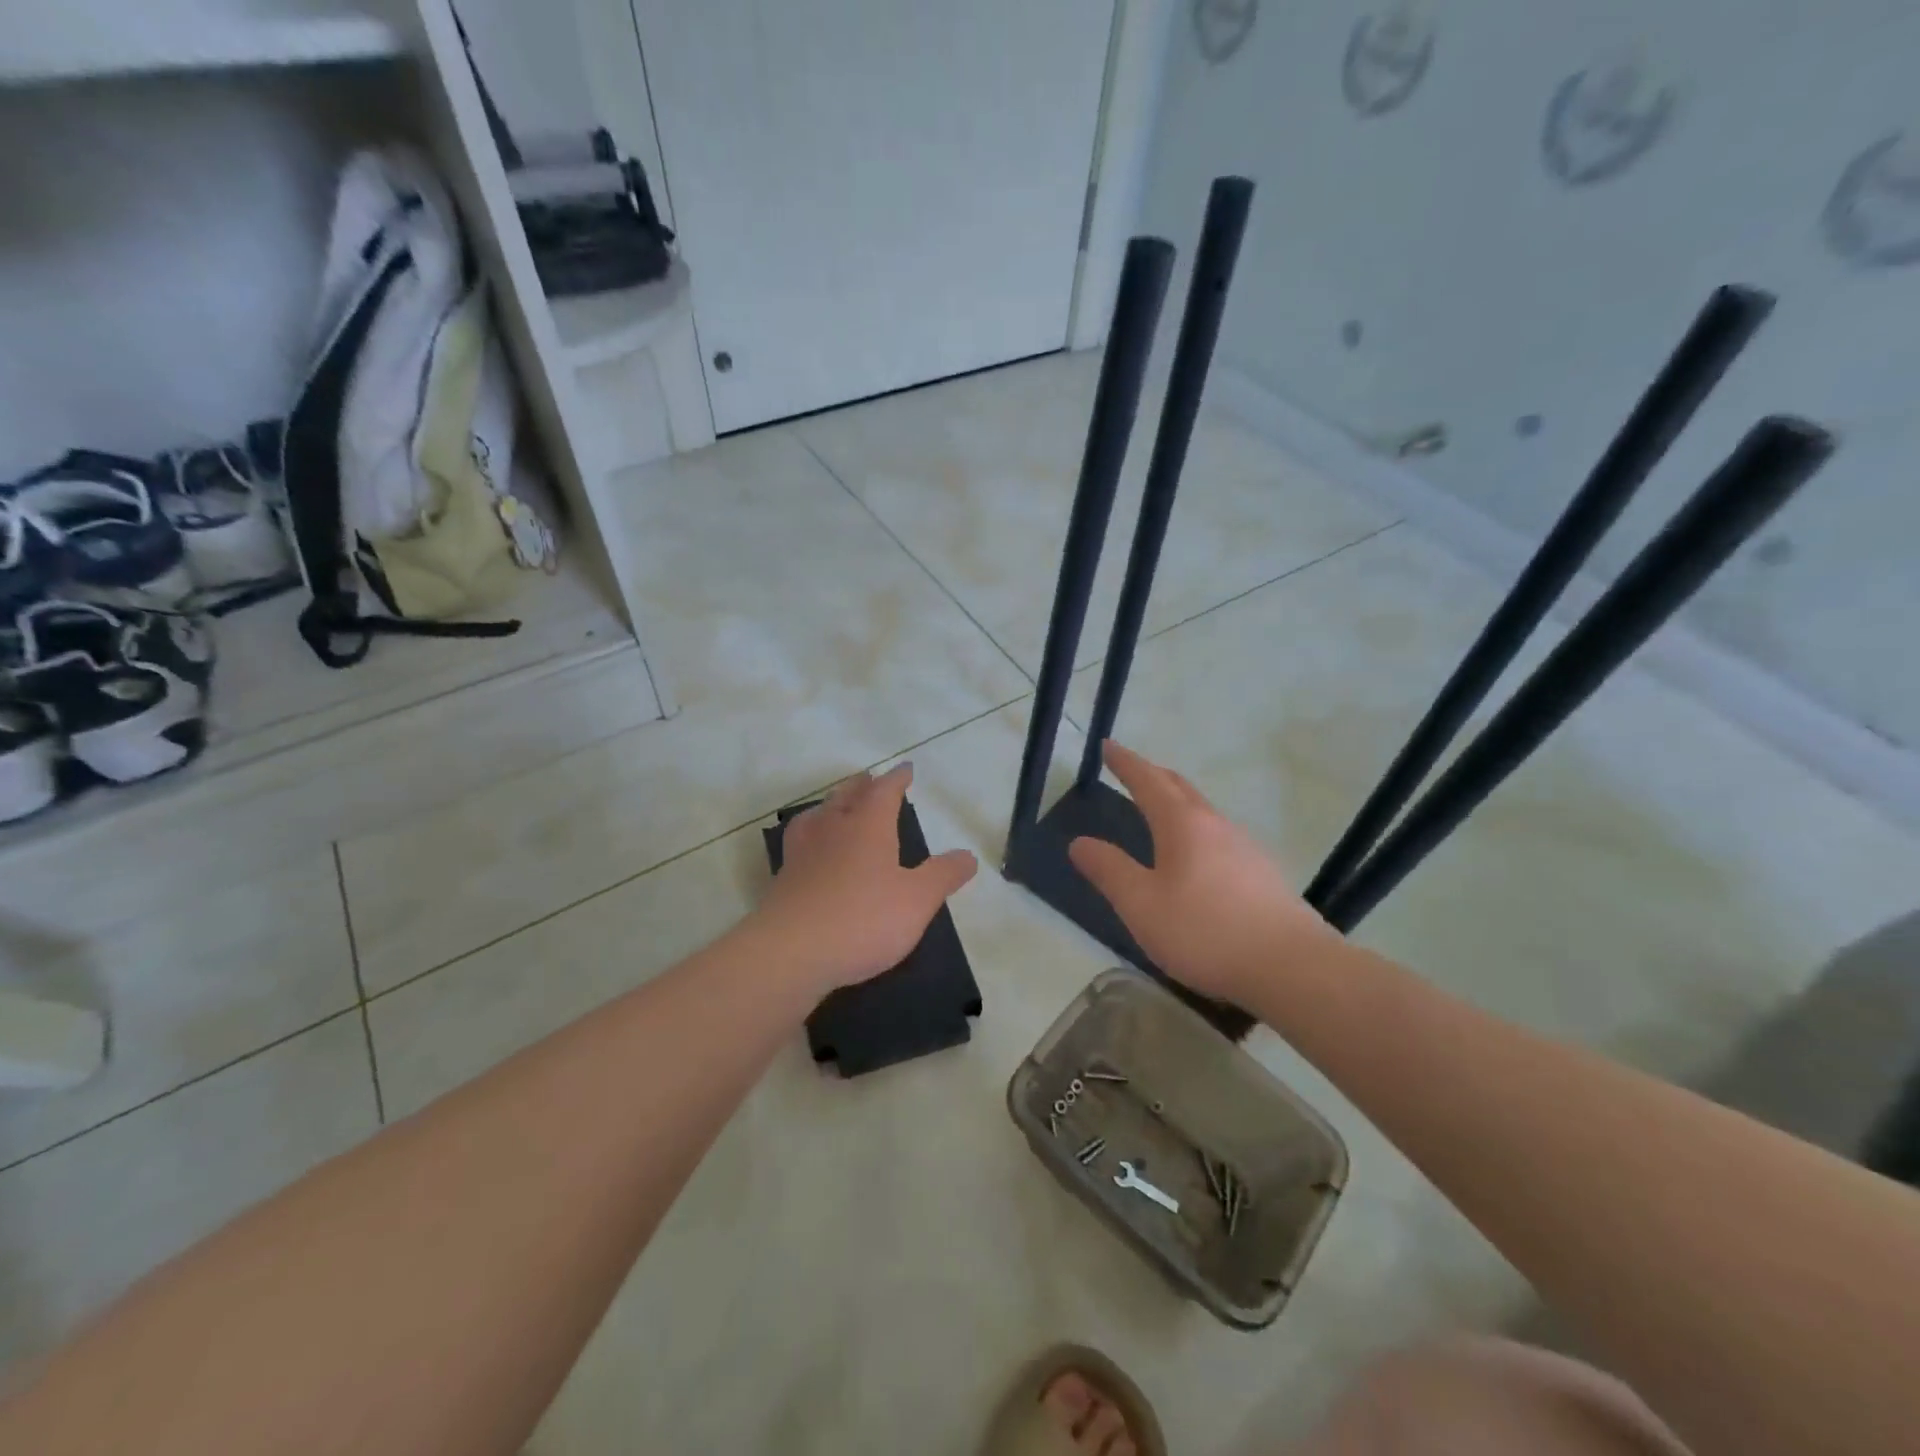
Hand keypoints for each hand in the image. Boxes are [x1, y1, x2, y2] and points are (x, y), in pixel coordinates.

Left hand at [758, 763, 977, 991]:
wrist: (791, 952)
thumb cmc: (863, 919)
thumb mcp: (917, 900)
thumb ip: (942, 875)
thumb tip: (967, 856)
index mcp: (867, 826)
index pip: (884, 791)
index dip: (897, 779)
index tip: (906, 769)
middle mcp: (833, 829)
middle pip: (846, 797)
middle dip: (861, 787)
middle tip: (870, 781)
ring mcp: (803, 853)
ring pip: (818, 816)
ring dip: (831, 806)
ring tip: (836, 807)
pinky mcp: (784, 879)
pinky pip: (801, 843)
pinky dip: (812, 835)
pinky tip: (813, 851)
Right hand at [1068, 742, 1333, 1006]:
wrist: (1292, 967)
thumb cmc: (1205, 932)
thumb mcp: (1142, 905)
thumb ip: (1109, 871)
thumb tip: (1079, 842)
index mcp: (1182, 825)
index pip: (1148, 781)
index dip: (1126, 763)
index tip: (1108, 746)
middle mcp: (1216, 825)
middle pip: (1180, 788)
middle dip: (1153, 775)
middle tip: (1132, 770)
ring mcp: (1245, 847)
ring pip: (1203, 811)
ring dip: (1177, 802)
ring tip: (1160, 811)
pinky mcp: (1263, 873)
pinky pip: (1220, 837)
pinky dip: (1197, 830)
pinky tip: (1198, 857)